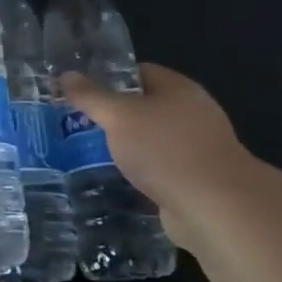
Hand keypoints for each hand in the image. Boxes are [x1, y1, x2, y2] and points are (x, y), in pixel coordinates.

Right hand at [57, 64, 244, 228]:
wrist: (215, 209)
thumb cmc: (165, 150)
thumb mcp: (118, 117)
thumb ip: (90, 96)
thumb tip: (66, 75)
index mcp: (179, 88)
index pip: (140, 71)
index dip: (111, 78)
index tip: (83, 91)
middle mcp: (193, 113)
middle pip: (147, 106)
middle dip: (117, 116)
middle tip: (82, 124)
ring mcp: (199, 148)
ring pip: (154, 140)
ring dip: (130, 147)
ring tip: (94, 153)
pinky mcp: (198, 181)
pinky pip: (163, 169)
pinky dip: (144, 173)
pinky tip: (121, 181)